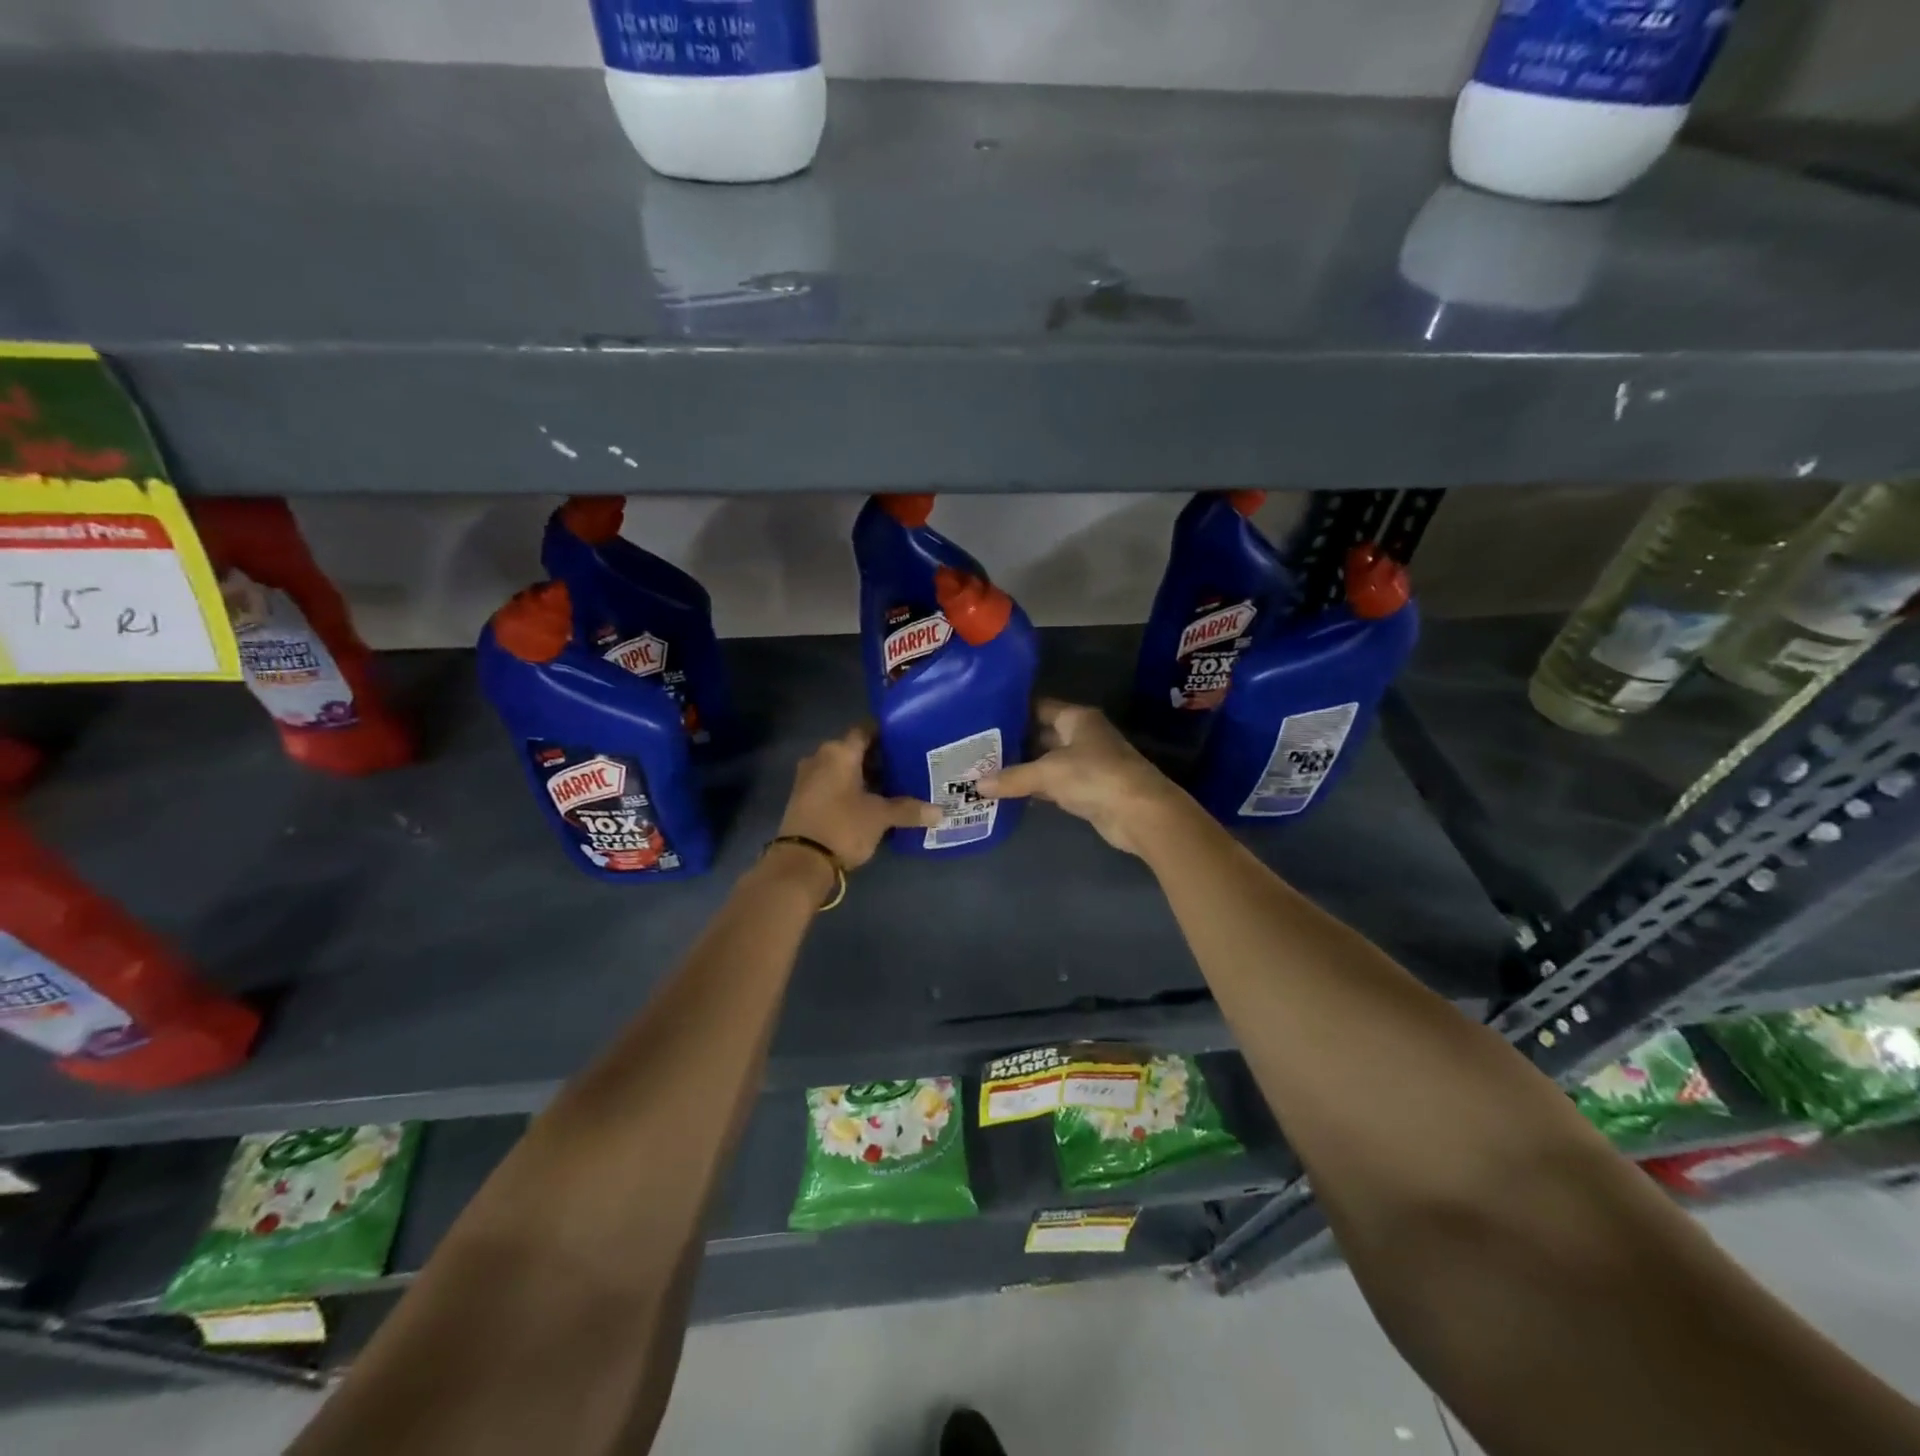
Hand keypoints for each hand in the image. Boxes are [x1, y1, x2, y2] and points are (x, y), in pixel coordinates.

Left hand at [777, 724, 940, 869]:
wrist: (801, 862)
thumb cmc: (843, 826)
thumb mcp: (880, 817)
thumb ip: (909, 810)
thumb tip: (940, 813)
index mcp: (839, 752)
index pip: (865, 730)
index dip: (886, 733)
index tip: (906, 740)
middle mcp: (820, 758)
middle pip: (854, 750)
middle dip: (878, 758)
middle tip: (905, 765)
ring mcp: (808, 778)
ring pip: (842, 769)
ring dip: (863, 776)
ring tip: (893, 785)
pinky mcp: (804, 799)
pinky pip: (832, 785)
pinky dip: (850, 789)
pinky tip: (870, 802)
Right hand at [979, 699, 1187, 856]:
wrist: (1139, 813)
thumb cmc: (1095, 776)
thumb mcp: (1048, 773)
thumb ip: (1013, 777)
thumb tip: (977, 785)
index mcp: (1077, 718)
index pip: (1039, 707)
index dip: (1013, 711)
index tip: (983, 717)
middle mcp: (1082, 736)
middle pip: (1042, 734)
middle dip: (1014, 742)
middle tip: (978, 748)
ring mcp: (1087, 764)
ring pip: (1047, 761)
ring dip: (1023, 768)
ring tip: (985, 769)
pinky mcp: (1088, 790)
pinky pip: (1054, 784)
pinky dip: (1035, 788)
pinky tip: (1009, 792)